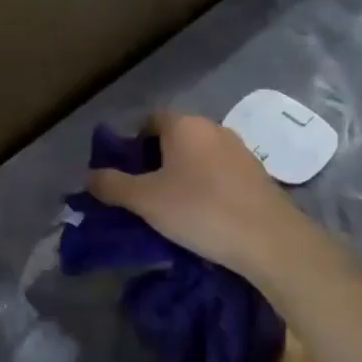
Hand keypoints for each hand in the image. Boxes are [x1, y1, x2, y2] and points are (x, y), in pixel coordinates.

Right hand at [86, 110, 324, 283]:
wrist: (271, 242)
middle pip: (175, 138)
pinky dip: (207, 187)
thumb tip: (89, 176)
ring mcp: (241, 152)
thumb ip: (111, 184)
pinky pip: (221, 174)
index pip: (150, 120)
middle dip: (156, 160)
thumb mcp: (144, 200)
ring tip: (172, 207)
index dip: (132, 142)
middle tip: (143, 192)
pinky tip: (203, 215)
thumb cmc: (200, 210)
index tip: (124, 171)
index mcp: (184, 125)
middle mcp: (214, 129)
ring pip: (199, 157)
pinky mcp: (259, 176)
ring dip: (183, 175)